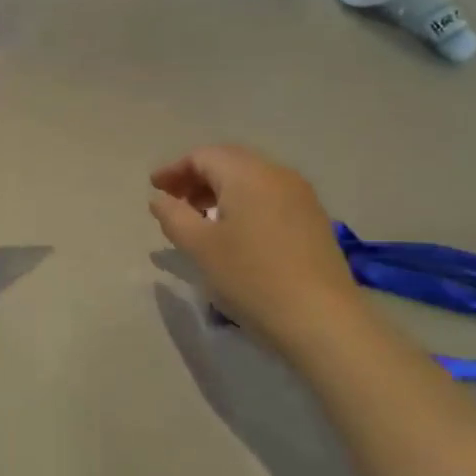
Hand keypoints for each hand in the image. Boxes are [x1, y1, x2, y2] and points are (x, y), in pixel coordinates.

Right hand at [148, 145, 366, 341]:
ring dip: (220, 191)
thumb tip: (160, 199)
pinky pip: (269, 197)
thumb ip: (173, 216)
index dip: (174, 169)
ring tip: (199, 219)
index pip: (203, 156)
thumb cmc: (251, 277)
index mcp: (247, 174)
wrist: (322, 320)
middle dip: (196, 177)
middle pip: (229, 162)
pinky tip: (234, 232)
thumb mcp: (199, 247)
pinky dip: (244, 204)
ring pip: (251, 179)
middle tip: (173, 201)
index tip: (153, 189)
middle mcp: (277, 174)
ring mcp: (301, 196)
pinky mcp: (313, 220)